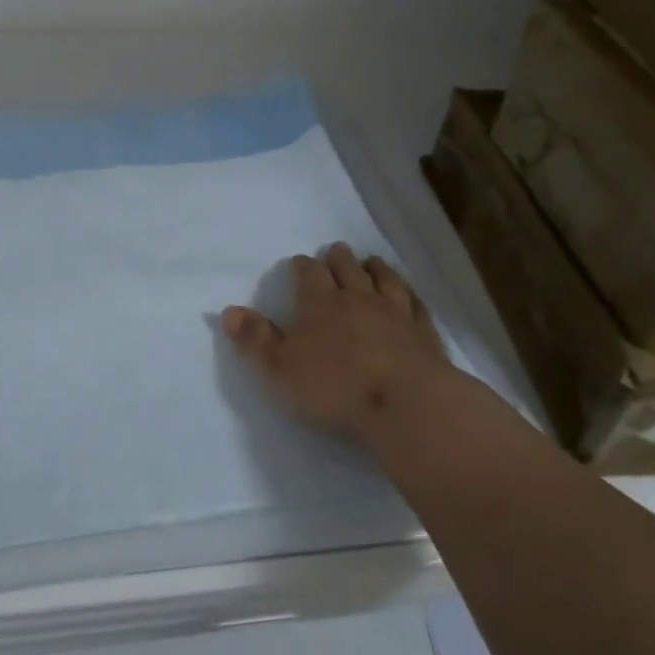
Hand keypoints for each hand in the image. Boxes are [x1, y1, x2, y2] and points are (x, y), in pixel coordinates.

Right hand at [223, 243, 453, 439]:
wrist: (406, 403)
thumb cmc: (334, 387)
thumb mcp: (279, 369)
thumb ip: (254, 339)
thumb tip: (229, 310)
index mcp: (320, 303)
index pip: (308, 272)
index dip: (302, 266)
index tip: (299, 263)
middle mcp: (358, 298)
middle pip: (347, 268)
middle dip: (338, 258)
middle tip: (335, 251)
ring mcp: (396, 312)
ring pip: (384, 279)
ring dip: (375, 268)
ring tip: (370, 261)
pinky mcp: (424, 333)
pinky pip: (416, 304)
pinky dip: (410, 295)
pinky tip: (409, 294)